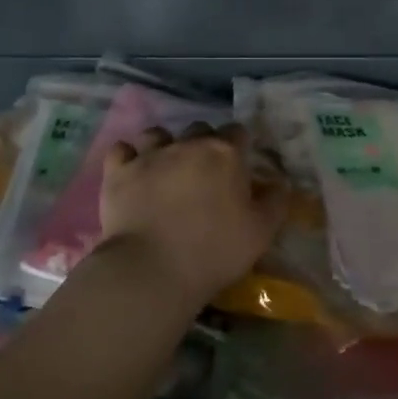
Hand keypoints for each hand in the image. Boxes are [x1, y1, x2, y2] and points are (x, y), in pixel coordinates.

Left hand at [98, 122, 287, 304]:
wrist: (153, 269)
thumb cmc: (215, 251)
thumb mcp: (261, 232)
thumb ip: (275, 201)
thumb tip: (279, 182)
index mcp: (225, 154)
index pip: (237, 132)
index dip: (240, 147)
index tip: (239, 167)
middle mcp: (187, 144)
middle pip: (199, 129)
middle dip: (203, 144)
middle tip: (205, 175)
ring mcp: (149, 155)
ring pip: (158, 134)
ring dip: (165, 146)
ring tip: (166, 170)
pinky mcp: (118, 172)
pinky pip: (121, 150)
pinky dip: (128, 157)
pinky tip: (132, 172)